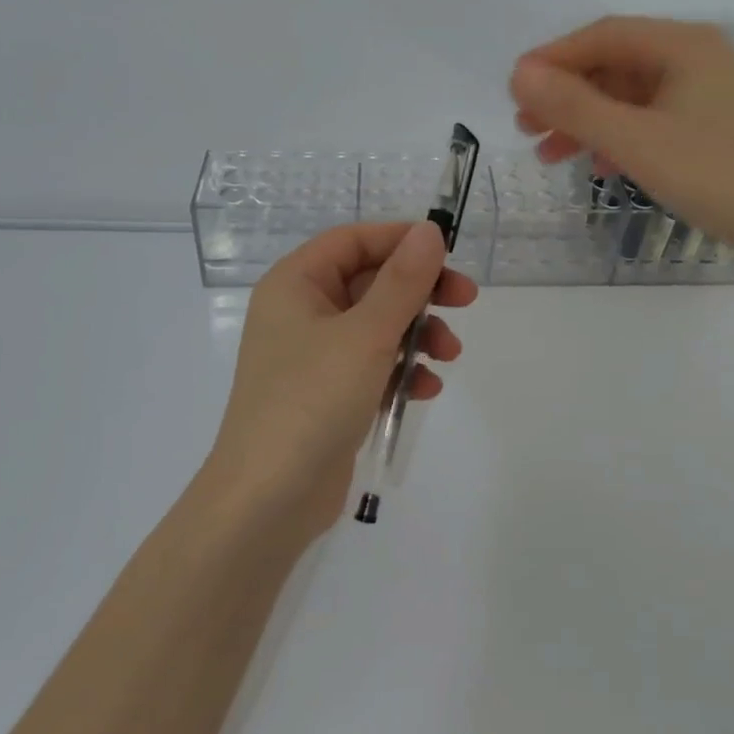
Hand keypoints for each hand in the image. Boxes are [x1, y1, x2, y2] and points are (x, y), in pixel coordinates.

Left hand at [201, 221, 477, 543]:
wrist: (267, 501)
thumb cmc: (312, 400)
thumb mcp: (366, 334)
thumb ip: (403, 281)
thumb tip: (428, 232)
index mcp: (295, 284)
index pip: (353, 241)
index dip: (400, 240)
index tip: (446, 253)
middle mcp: (301, 312)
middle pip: (371, 282)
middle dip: (420, 293)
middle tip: (465, 299)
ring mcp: (314, 356)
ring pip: (378, 325)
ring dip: (418, 334)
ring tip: (449, 356)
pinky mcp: (328, 394)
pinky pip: (373, 365)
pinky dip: (401, 370)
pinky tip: (425, 389)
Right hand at [511, 16, 733, 268]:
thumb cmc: (716, 177)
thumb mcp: (636, 141)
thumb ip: (574, 106)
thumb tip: (519, 74)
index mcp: (684, 45)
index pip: (603, 36)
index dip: (553, 59)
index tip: (513, 89)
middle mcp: (697, 58)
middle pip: (615, 64)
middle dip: (567, 95)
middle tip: (525, 126)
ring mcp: (708, 94)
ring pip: (630, 96)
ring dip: (587, 120)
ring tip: (548, 152)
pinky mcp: (713, 127)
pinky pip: (651, 120)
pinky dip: (618, 137)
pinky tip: (597, 164)